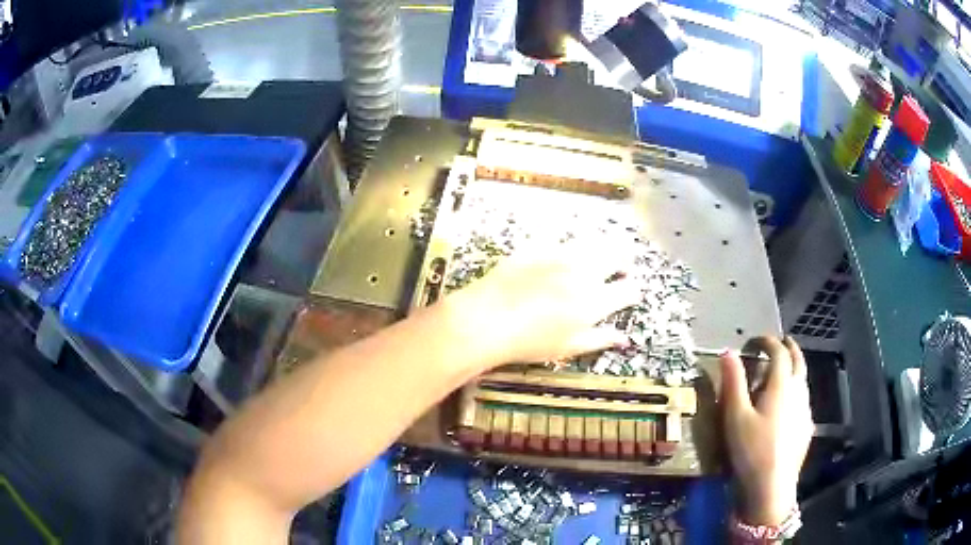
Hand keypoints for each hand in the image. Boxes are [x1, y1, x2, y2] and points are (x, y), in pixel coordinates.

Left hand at [443, 243, 642, 367]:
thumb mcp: (569, 348)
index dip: (633, 291)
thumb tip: (625, 338)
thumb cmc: (529, 342)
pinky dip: (571, 245)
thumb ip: (601, 339)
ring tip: (597, 257)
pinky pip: (563, 239)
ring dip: (601, 249)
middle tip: (621, 267)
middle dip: (624, 261)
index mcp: (595, 301)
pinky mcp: (539, 246)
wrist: (486, 319)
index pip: (628, 290)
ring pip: (593, 243)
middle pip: (617, 256)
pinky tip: (564, 253)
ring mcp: (561, 255)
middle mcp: (584, 272)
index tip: (629, 293)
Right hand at [721, 337, 812, 526]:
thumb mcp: (735, 416)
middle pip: (798, 360)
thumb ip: (733, 383)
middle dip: (789, 348)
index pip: (779, 352)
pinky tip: (786, 406)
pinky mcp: (807, 427)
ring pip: (803, 380)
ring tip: (780, 373)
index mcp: (782, 385)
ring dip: (793, 369)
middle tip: (779, 342)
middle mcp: (799, 391)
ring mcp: (806, 410)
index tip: (756, 340)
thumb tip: (728, 352)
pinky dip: (796, 390)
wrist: (772, 486)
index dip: (768, 341)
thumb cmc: (751, 450)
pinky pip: (803, 399)